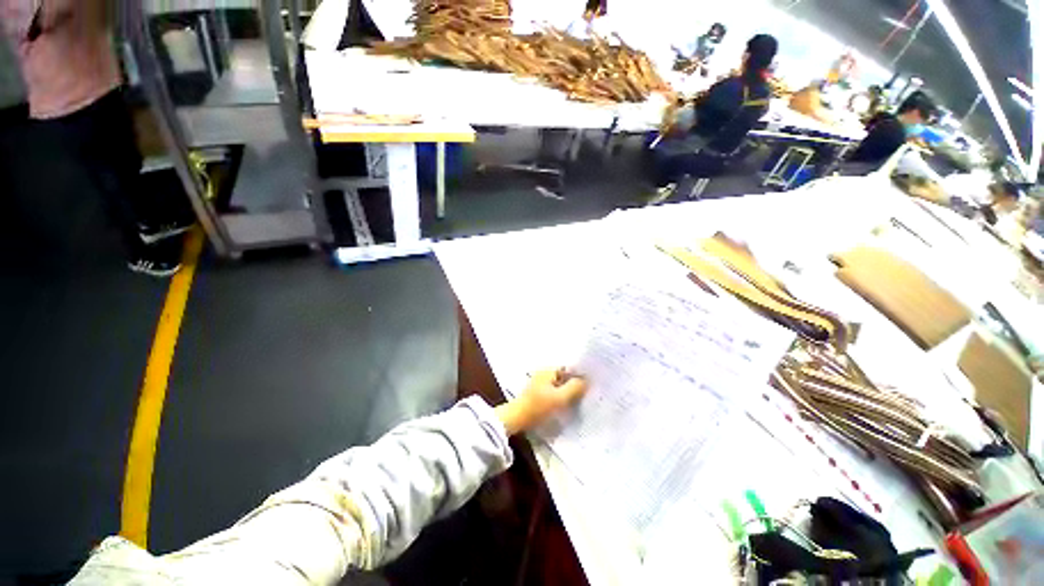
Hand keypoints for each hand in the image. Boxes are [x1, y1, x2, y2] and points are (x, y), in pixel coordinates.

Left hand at [495, 368, 587, 435]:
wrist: (516, 418)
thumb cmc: (538, 406)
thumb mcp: (559, 398)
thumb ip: (574, 388)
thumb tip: (586, 380)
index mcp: (548, 370)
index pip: (569, 368)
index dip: (579, 375)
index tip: (590, 385)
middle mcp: (544, 373)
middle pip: (564, 376)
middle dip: (574, 384)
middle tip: (585, 395)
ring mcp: (539, 383)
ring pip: (559, 385)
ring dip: (567, 392)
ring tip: (577, 401)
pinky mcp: (537, 393)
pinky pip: (553, 391)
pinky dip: (560, 396)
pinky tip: (565, 405)